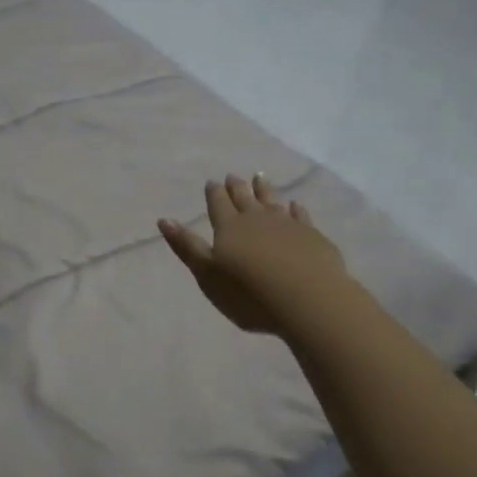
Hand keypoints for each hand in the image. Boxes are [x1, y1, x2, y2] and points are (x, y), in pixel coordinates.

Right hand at [158, 174, 349, 335]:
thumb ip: (187, 247)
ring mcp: (287, 225)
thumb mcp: (208, 275)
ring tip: (259, 177)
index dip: (214, 193)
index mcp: (229, 227)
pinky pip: (300, 216)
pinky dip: (295, 209)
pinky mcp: (312, 236)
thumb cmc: (249, 294)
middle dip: (236, 187)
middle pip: (244, 198)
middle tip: (233, 176)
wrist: (307, 300)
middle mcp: (257, 219)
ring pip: (272, 201)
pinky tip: (295, 205)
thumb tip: (164, 219)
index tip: (212, 182)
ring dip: (264, 190)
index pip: (218, 203)